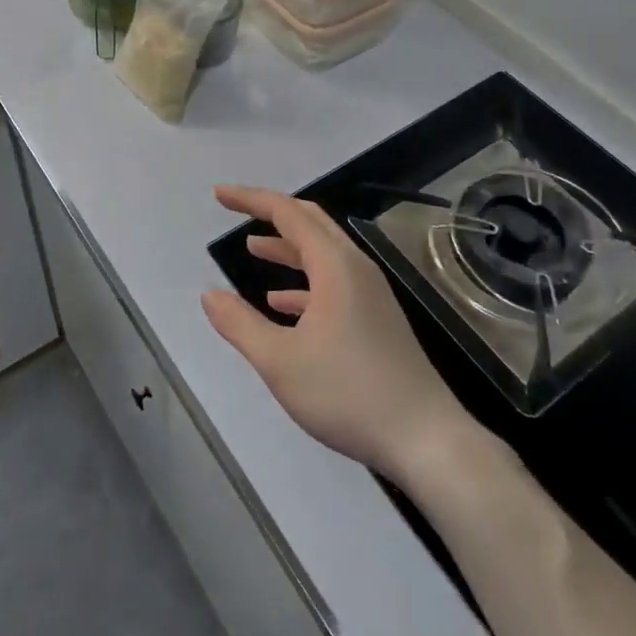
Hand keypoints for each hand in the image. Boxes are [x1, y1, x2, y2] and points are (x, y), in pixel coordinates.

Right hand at [201, 186, 489, 481]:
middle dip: (271, 213)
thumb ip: (240, 324)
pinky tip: (281, 303)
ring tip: (253, 249)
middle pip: (310, 222)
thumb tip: (209, 295)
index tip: (218, 195)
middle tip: (236, 210)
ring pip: (322, 253)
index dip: (250, 200)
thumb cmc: (348, 393)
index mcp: (335, 265)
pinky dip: (303, 282)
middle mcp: (355, 268)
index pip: (287, 213)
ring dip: (287, 247)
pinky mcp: (376, 319)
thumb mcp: (281, 361)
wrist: (425, 440)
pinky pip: (334, 282)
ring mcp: (370, 294)